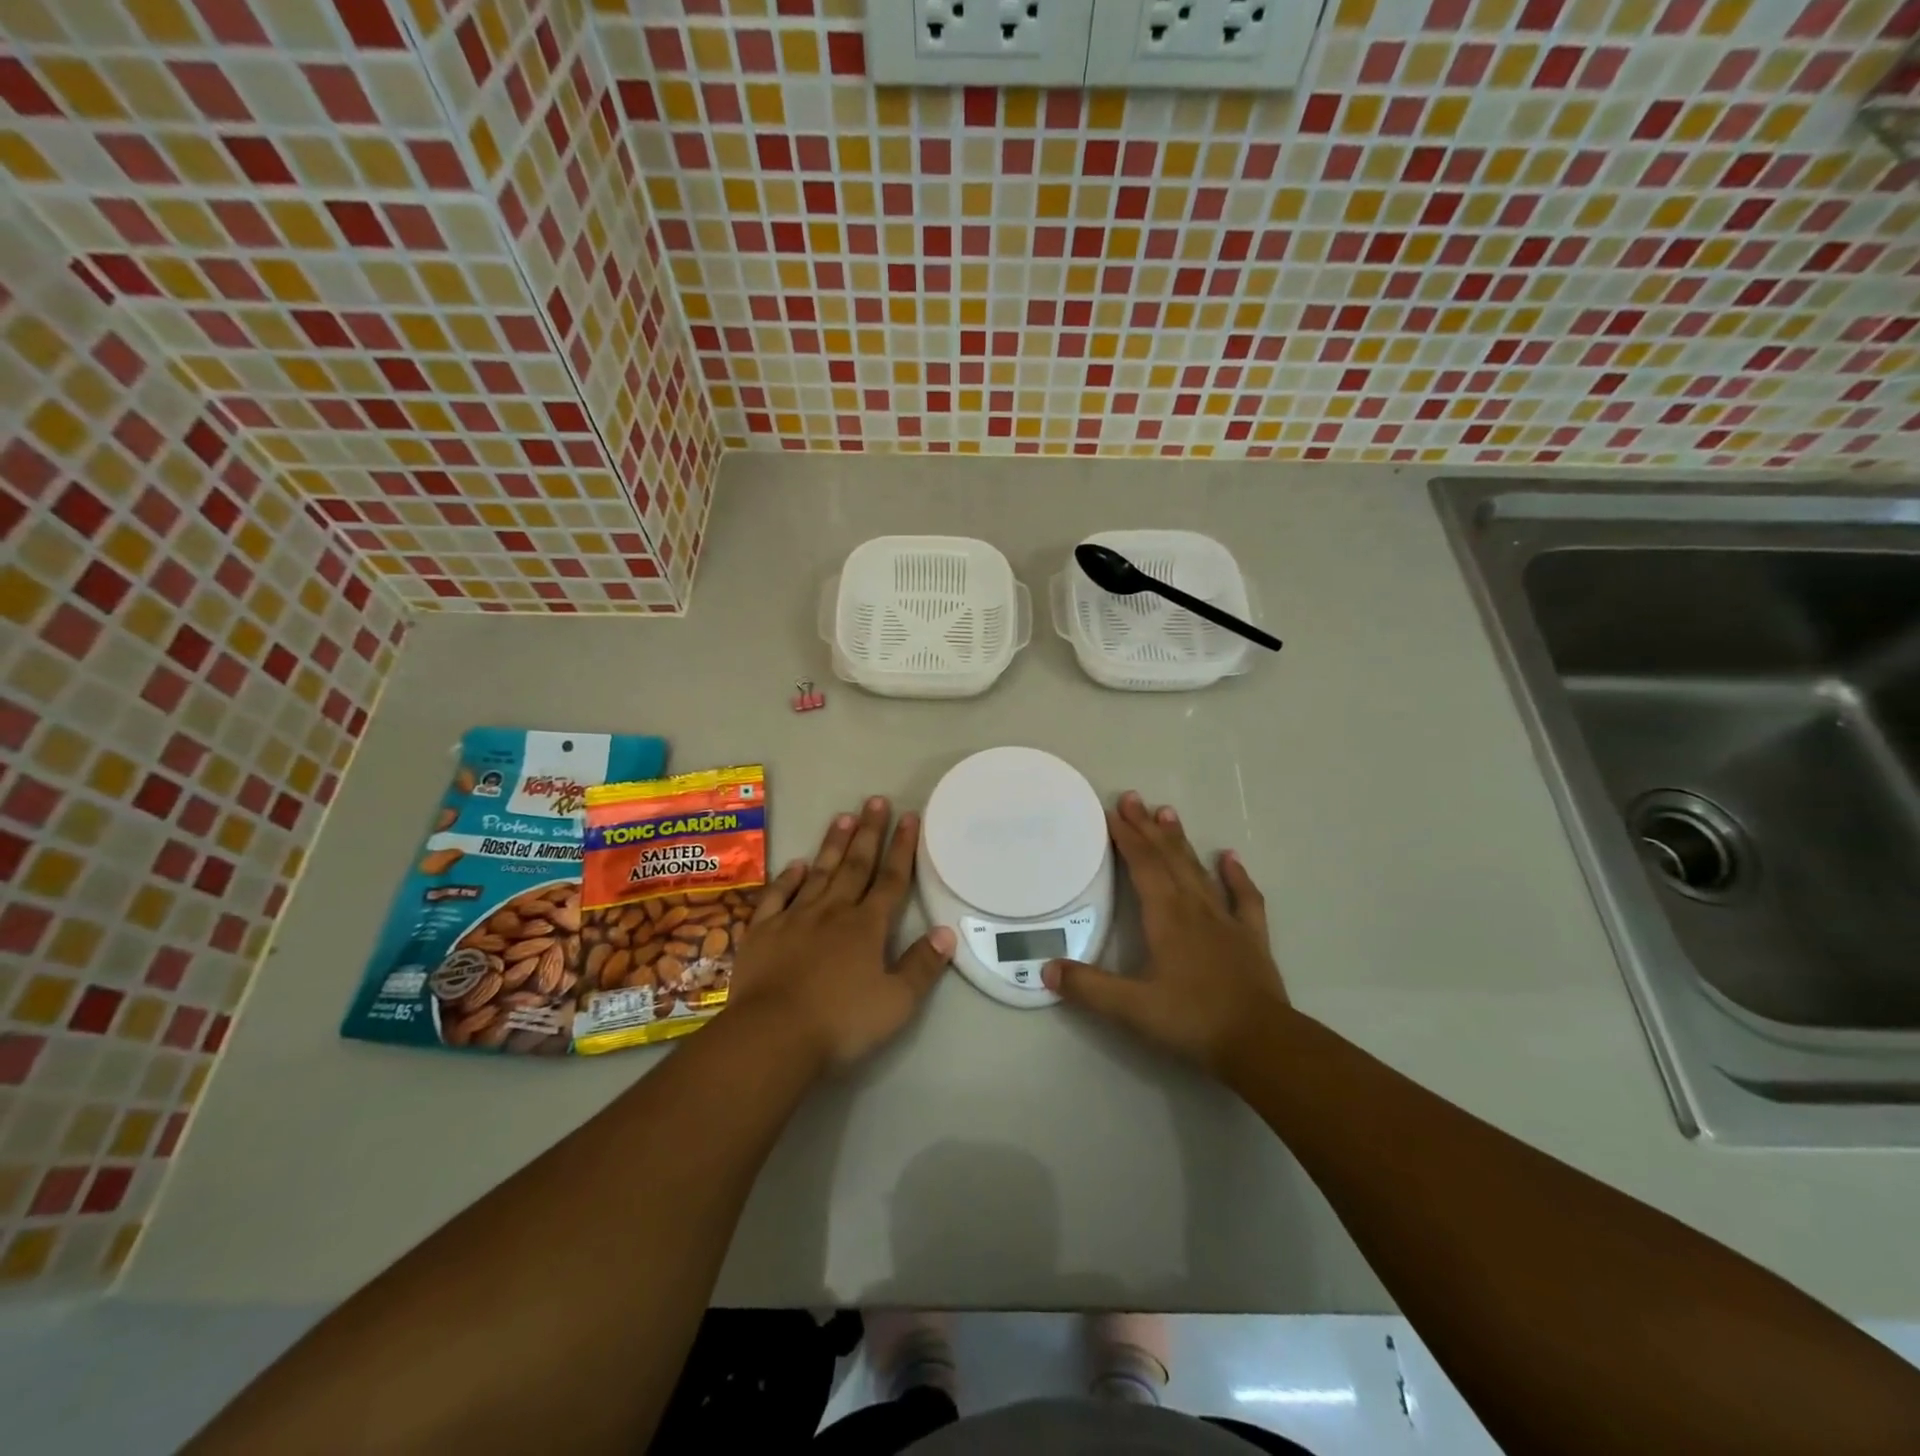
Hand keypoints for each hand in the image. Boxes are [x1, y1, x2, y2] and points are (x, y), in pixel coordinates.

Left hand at [728, 797, 954, 1073]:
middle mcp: (832, 912)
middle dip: (869, 833)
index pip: (890, 880)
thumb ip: (922, 966)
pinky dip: (787, 878)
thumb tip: (947, 932)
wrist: (772, 1036)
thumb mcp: (896, 1002)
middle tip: (876, 800)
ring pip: (818, 872)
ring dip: (833, 845)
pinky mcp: (762, 932)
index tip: (908, 817)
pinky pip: (777, 896)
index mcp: (866, 927)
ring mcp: (794, 918)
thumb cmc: (841, 1022)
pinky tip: (795, 864)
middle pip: (855, 866)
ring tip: (843, 816)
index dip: (901, 848)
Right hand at [1043, 791, 1286, 1072]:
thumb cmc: (1193, 1021)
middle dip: (1147, 827)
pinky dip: (1235, 875)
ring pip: (1198, 870)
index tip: (1111, 812)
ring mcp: (1226, 920)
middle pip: (1168, 858)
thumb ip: (1088, 988)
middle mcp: (1195, 908)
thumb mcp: (1132, 1009)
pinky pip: (1243, 897)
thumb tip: (1047, 970)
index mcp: (1166, 917)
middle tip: (1132, 798)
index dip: (1126, 837)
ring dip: (1180, 841)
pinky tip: (1228, 857)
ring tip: (1167, 812)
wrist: (1262, 1043)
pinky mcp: (1251, 937)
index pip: (1143, 866)